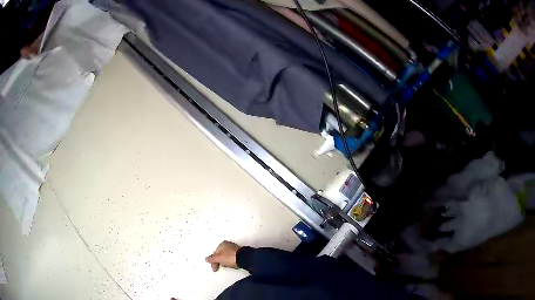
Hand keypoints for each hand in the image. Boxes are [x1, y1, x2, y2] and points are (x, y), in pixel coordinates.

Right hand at [206, 241, 240, 271]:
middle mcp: (228, 244)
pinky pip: (232, 258)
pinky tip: (233, 264)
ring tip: (228, 266)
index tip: (215, 268)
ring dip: (225, 262)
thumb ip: (211, 259)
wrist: (245, 259)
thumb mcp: (218, 258)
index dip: (213, 261)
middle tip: (220, 267)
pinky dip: (231, 262)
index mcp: (222, 244)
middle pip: (220, 255)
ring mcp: (235, 249)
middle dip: (219, 261)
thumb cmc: (231, 257)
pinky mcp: (240, 254)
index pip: (214, 253)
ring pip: (226, 257)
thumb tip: (206, 259)